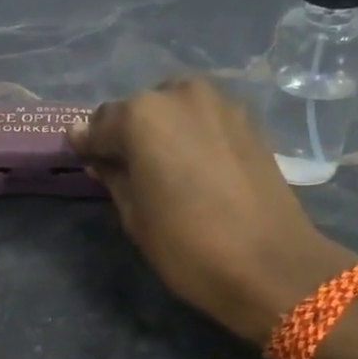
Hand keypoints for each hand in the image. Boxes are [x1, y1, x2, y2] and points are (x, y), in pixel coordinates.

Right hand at [72, 78, 354, 344]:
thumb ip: (112, 173)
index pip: (99, 124)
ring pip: (174, 110)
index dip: (90, 146)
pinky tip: (195, 167)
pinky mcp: (248, 121)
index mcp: (141, 115)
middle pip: (138, 109)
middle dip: (128, 135)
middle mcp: (180, 94)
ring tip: (163, 169)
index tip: (87, 163)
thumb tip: (95, 153)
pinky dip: (192, 135)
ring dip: (162, 132)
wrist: (270, 263)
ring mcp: (220, 103)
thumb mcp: (134, 215)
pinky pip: (204, 120)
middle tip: (127, 170)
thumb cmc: (187, 245)